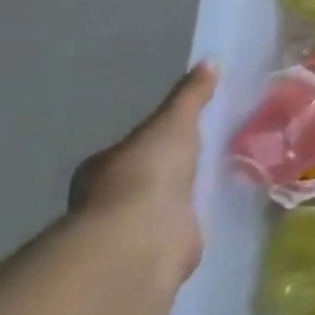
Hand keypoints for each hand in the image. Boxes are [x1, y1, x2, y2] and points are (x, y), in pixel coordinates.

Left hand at [68, 61, 217, 278]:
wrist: (144, 237)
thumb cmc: (148, 171)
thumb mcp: (174, 122)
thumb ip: (191, 95)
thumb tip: (210, 60)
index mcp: (102, 167)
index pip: (128, 150)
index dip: (152, 141)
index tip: (179, 134)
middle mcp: (107, 200)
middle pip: (140, 180)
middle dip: (165, 172)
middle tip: (201, 158)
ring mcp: (129, 231)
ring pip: (156, 208)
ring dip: (177, 201)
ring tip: (212, 184)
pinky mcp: (154, 254)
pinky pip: (175, 232)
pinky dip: (188, 225)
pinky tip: (210, 215)